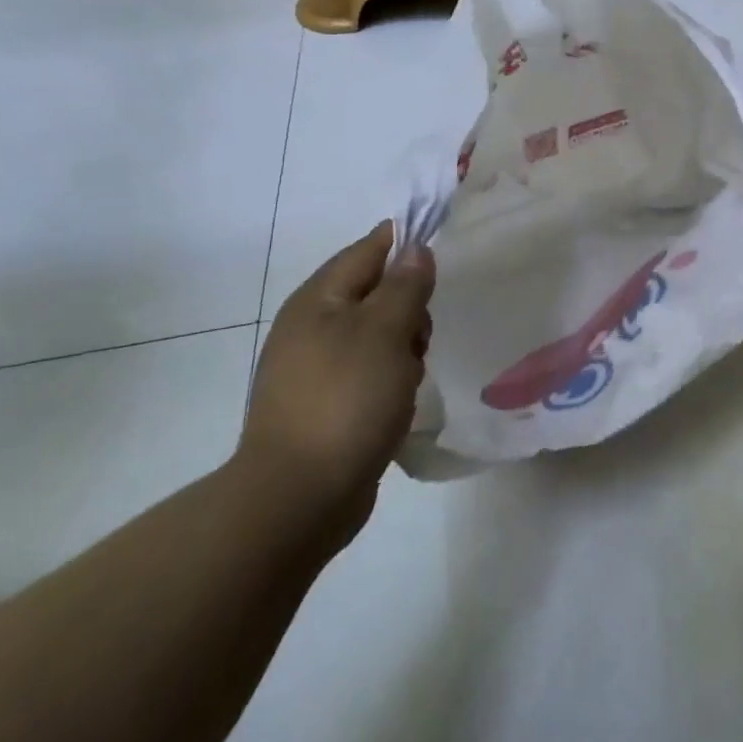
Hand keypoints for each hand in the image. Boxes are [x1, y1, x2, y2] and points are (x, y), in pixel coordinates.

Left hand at [237, 222, 433, 547]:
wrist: (299, 498)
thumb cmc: (346, 400)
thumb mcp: (385, 332)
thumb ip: (405, 286)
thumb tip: (416, 250)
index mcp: (318, 300)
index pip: (369, 249)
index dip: (406, 243)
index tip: (443, 250)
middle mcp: (312, 327)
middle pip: (377, 293)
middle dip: (409, 309)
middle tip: (420, 338)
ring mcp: (315, 368)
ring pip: (378, 336)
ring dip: (404, 350)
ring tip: (407, 380)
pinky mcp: (325, 404)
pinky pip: (370, 372)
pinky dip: (390, 380)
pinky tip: (397, 404)